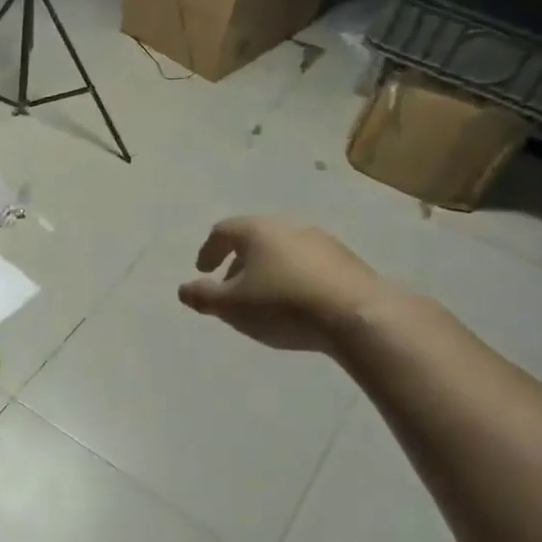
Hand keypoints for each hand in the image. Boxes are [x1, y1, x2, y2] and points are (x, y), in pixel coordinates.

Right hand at [178, 217, 385, 353]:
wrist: (357, 315)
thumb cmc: (283, 304)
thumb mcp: (232, 306)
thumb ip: (203, 296)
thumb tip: (184, 289)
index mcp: (257, 230)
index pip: (223, 230)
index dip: (208, 250)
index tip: (203, 270)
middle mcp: (289, 226)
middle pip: (255, 238)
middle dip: (238, 261)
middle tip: (230, 286)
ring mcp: (322, 241)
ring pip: (283, 250)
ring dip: (267, 269)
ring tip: (263, 298)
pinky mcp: (347, 261)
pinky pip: (308, 264)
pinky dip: (292, 277)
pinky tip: (296, 303)